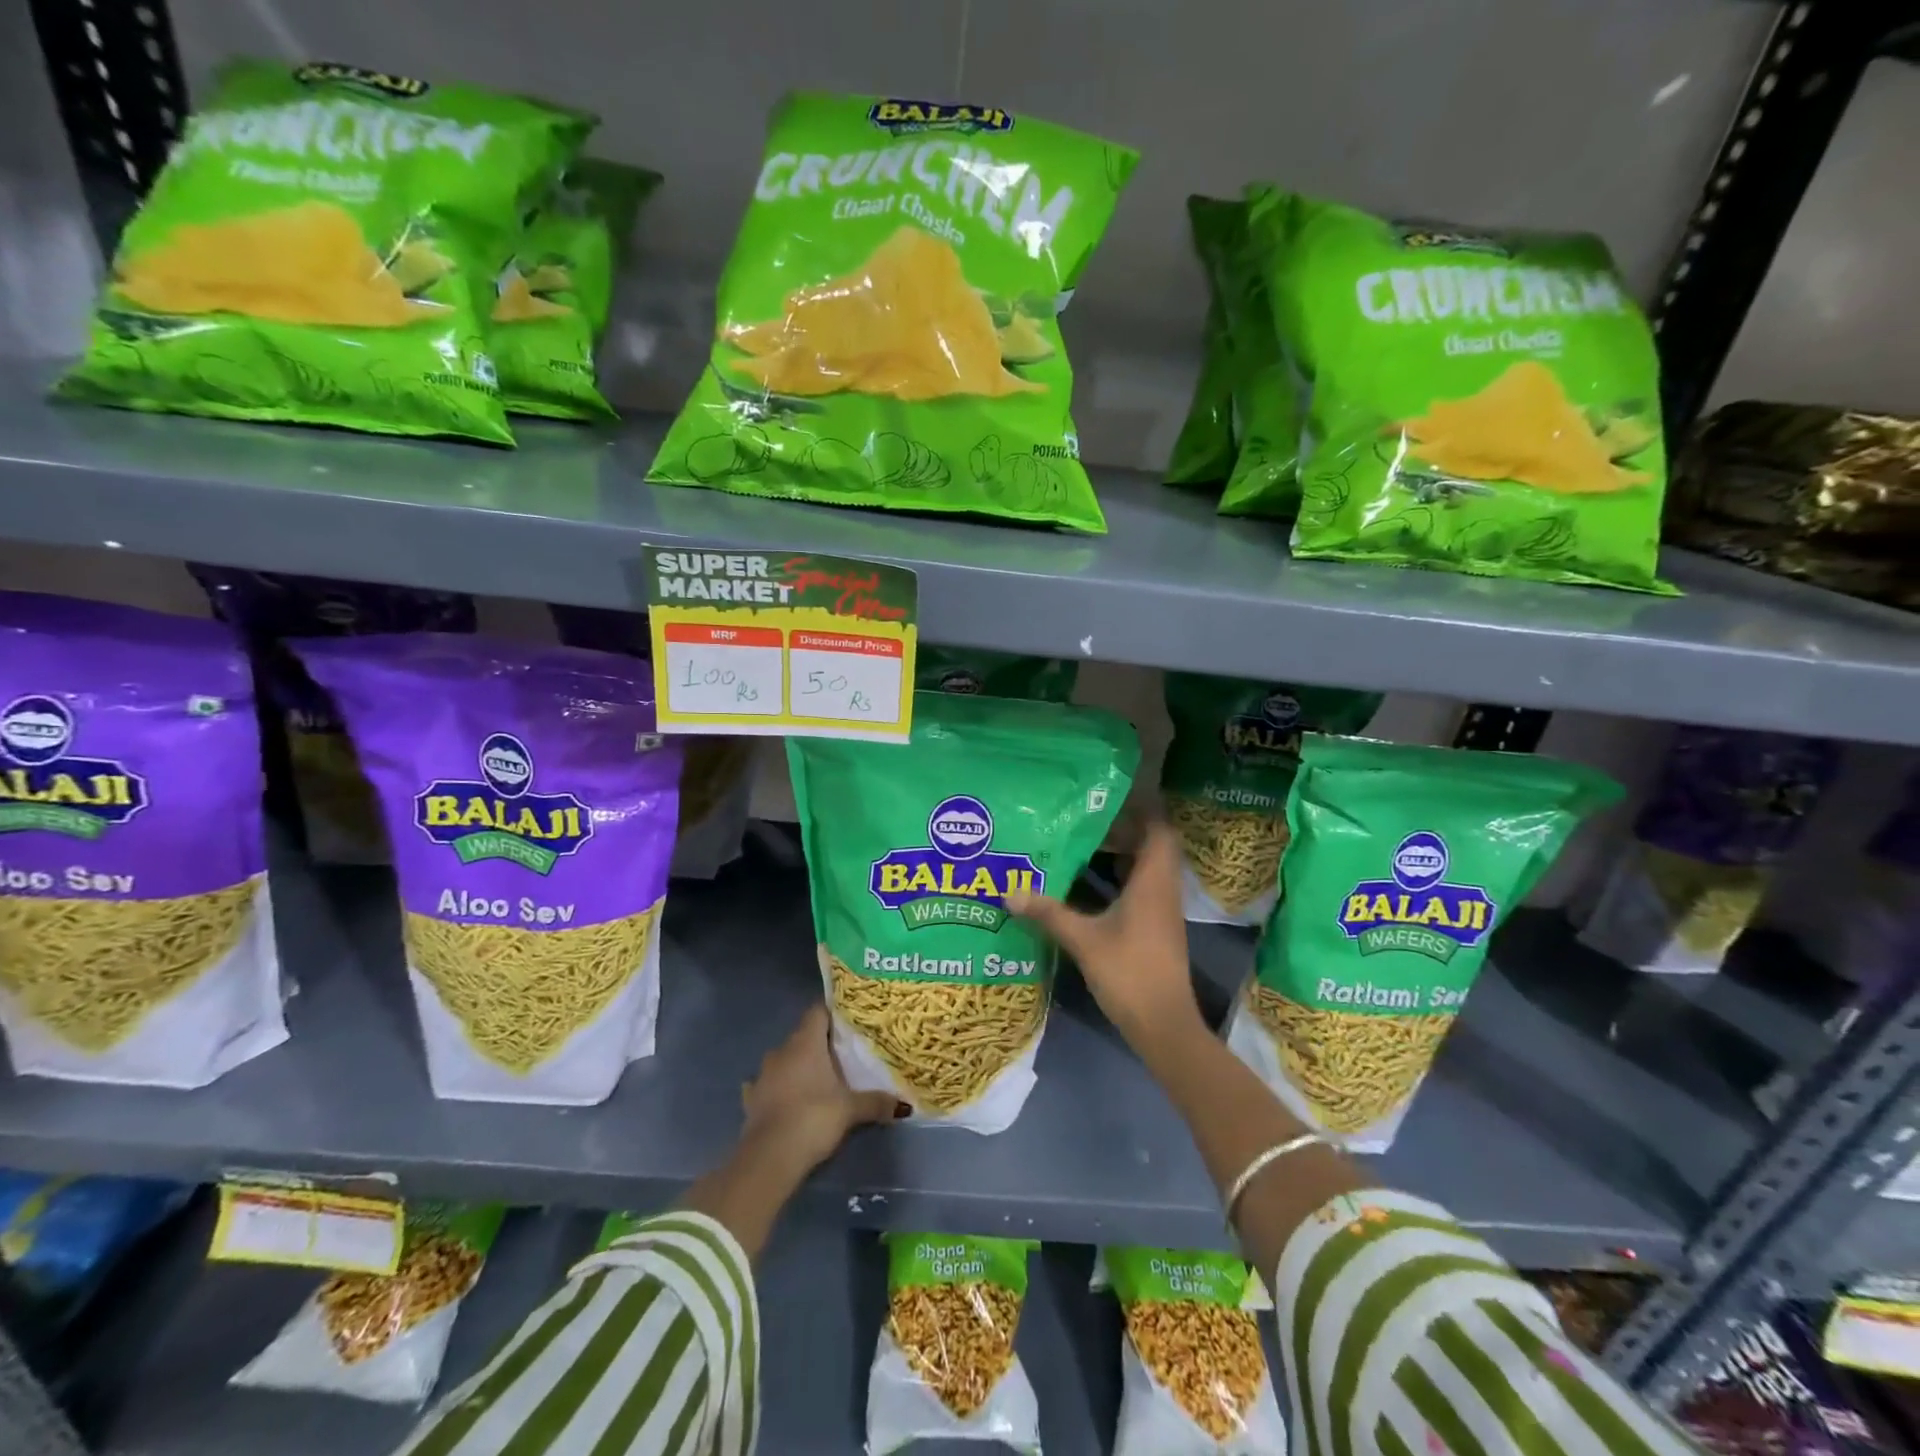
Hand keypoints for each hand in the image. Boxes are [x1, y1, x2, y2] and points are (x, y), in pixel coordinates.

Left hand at [741, 1004, 905, 1171]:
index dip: (832, 1013)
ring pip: (783, 1060)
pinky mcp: (751, 1099)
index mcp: (805, 1043)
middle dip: (819, 1043)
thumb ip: (876, 1102)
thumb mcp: (850, 1110)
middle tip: (841, 1055)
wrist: (769, 1158)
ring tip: (817, 1080)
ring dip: (797, 1066)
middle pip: (802, 1036)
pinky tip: (785, 1099)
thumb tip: (902, 1104)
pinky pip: (766, 1085)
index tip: (848, 1022)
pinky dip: (776, 1088)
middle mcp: (781, 1051)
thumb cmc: (813, 1118)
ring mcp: (762, 1075)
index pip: (817, 1011)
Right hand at [1005, 821, 1204, 1058]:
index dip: (1140, 811)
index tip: (1108, 801)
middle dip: (1124, 831)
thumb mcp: (1083, 940)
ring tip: (1086, 848)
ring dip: (1123, 856)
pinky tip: (1093, 888)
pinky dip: (1123, 880)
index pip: (1159, 830)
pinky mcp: (1157, 929)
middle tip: (1087, 824)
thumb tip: (1010, 891)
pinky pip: (1144, 890)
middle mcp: (1163, 890)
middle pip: (1153, 846)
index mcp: (1152, 882)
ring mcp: (1163, 911)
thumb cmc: (1129, 973)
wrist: (1164, 1026)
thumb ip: (1048, 913)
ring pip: (1148, 869)